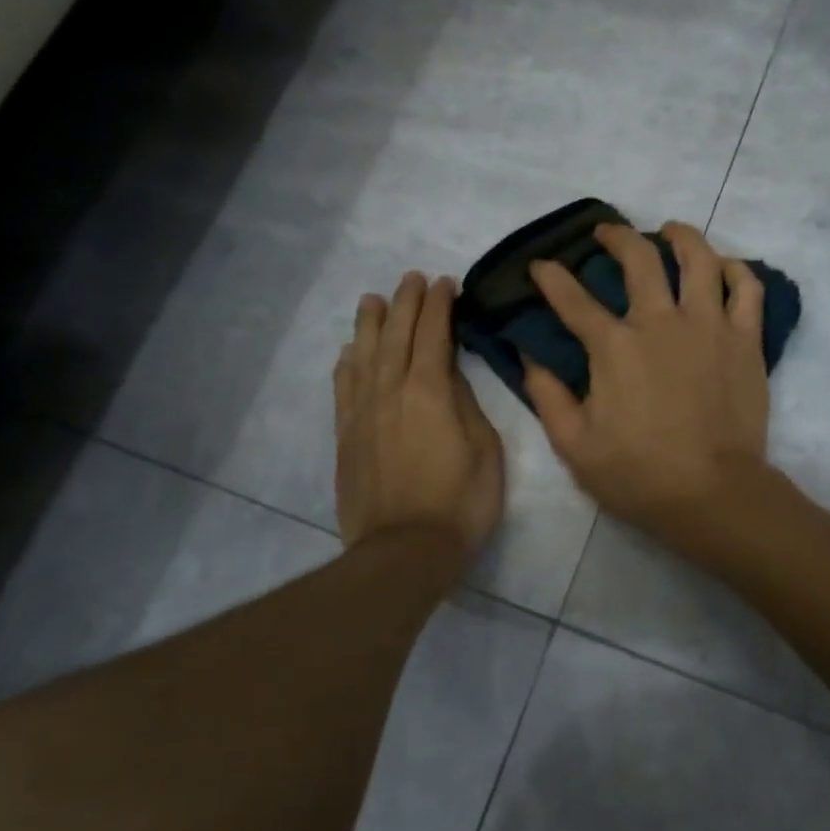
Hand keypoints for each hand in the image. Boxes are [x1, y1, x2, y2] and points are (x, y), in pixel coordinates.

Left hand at [334, 272, 503, 555]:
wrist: (405, 551)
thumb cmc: (460, 502)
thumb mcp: (485, 450)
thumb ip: (465, 404)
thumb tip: (449, 374)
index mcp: (429, 391)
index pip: (433, 334)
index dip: (439, 305)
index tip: (445, 283)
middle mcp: (390, 391)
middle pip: (395, 335)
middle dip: (405, 303)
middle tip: (412, 279)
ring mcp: (363, 413)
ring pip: (363, 355)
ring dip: (370, 323)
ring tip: (373, 299)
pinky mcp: (346, 436)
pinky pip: (344, 388)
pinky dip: (347, 363)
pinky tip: (349, 351)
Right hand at [525, 222, 769, 539]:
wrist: (713, 494)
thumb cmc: (639, 475)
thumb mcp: (575, 445)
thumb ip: (548, 397)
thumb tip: (530, 359)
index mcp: (615, 347)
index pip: (573, 299)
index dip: (552, 277)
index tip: (541, 266)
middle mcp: (661, 322)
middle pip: (639, 258)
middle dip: (616, 236)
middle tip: (606, 233)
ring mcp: (709, 326)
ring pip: (699, 258)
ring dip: (680, 236)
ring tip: (669, 231)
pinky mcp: (745, 340)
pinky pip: (747, 288)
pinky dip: (735, 270)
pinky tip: (723, 268)